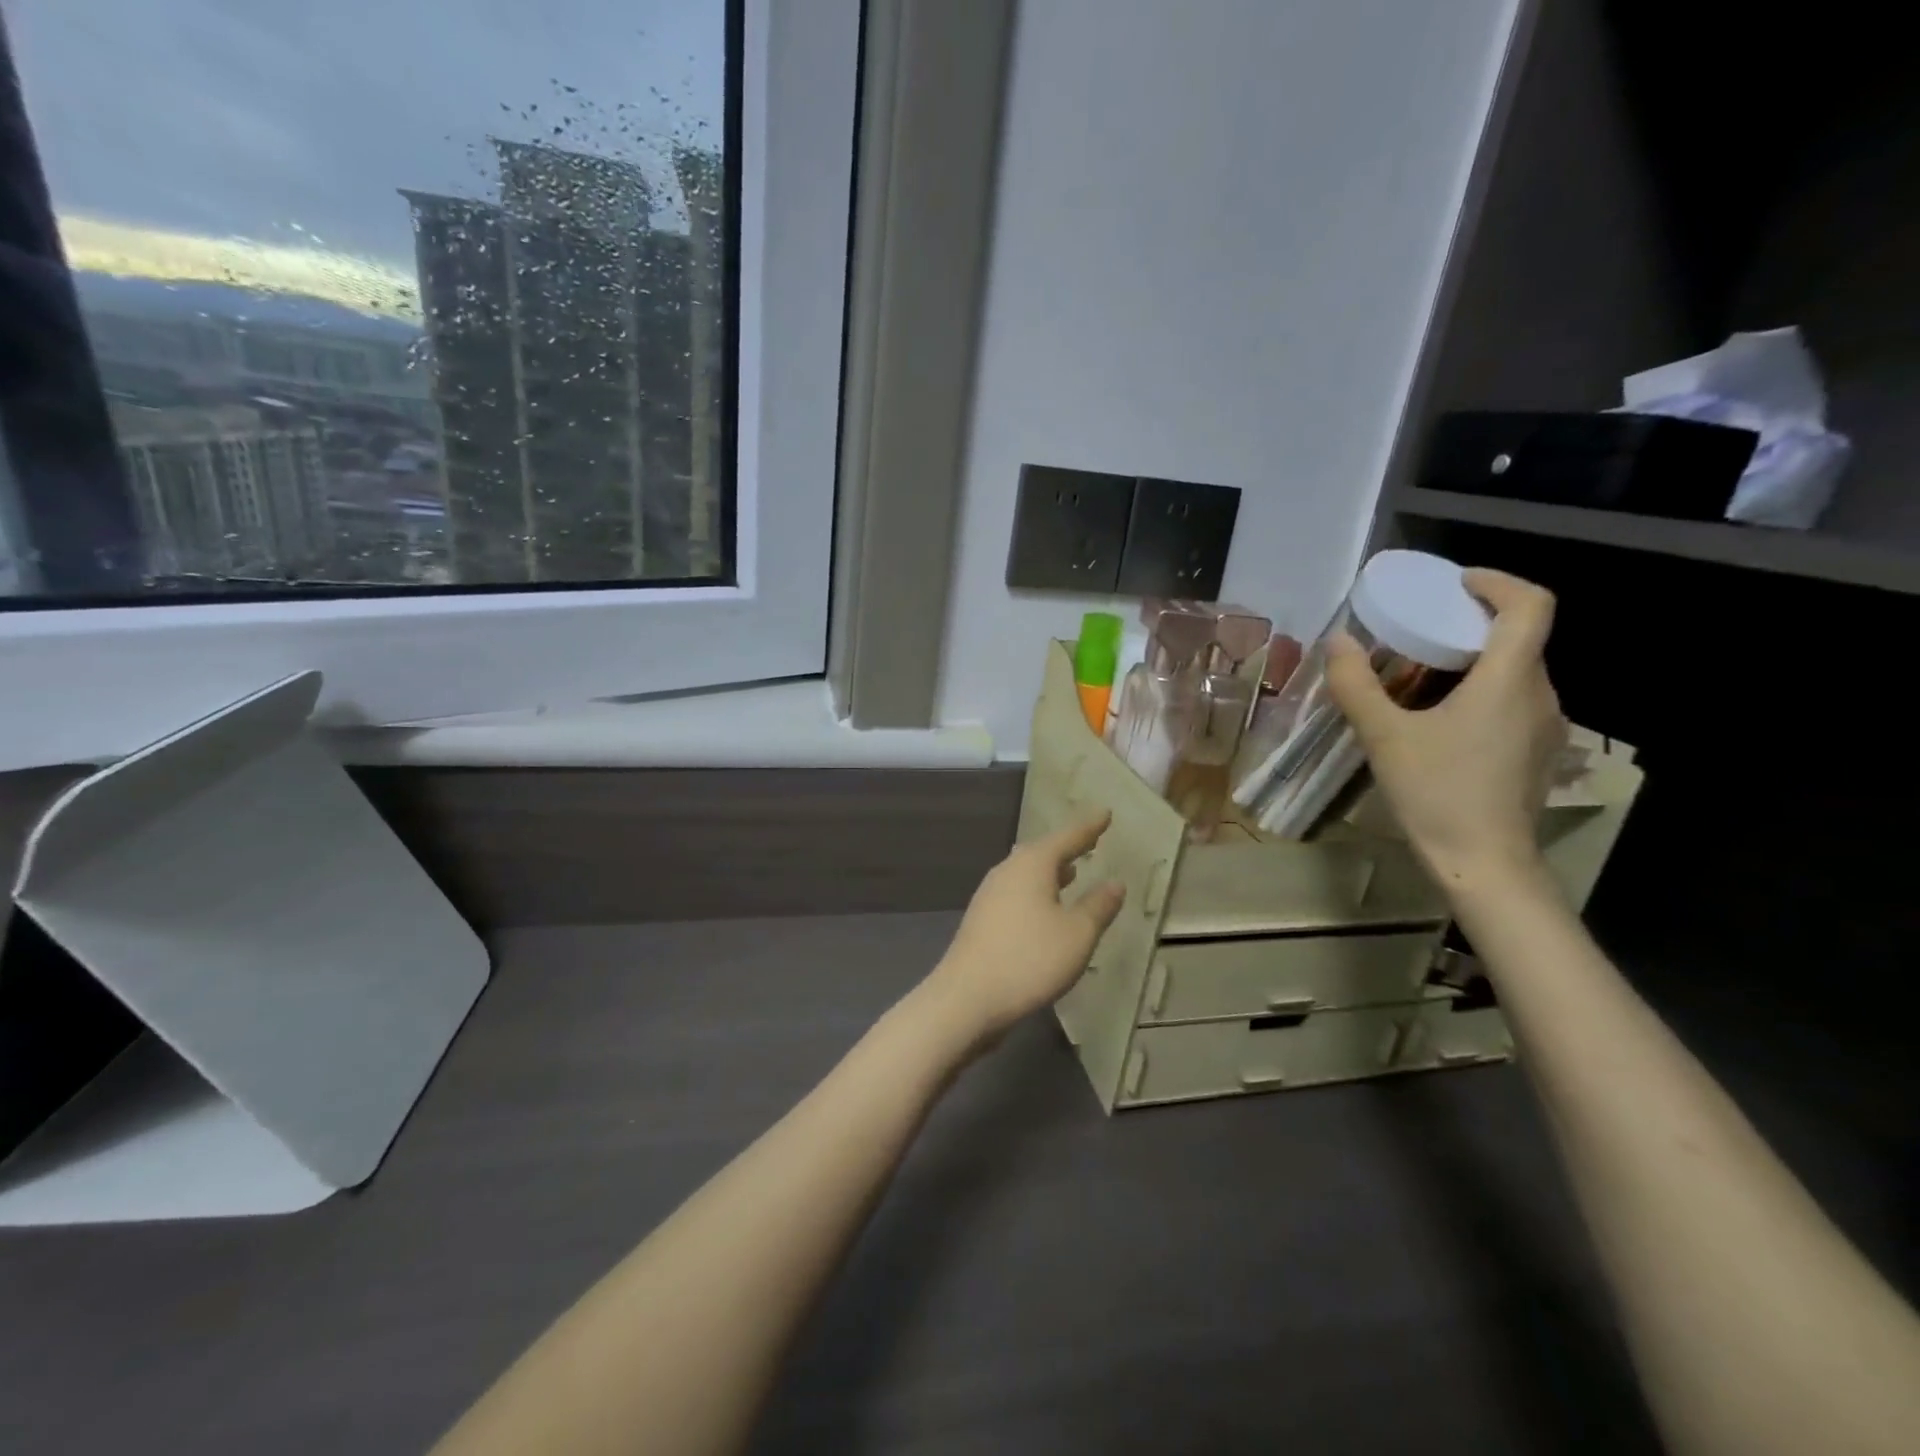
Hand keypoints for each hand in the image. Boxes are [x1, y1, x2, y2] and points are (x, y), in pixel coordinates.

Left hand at [922, 814, 1125, 1047]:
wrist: (966, 998)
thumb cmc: (1029, 960)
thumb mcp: (1077, 934)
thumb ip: (1098, 906)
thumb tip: (1115, 883)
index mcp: (1031, 865)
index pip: (1067, 837)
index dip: (1089, 827)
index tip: (1105, 813)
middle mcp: (1007, 871)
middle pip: (1042, 852)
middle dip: (1067, 847)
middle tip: (1089, 840)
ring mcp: (990, 896)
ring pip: (1026, 873)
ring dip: (1050, 871)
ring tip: (1071, 871)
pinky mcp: (982, 920)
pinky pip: (1017, 893)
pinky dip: (1037, 892)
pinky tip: (1045, 908)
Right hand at [1327, 568, 1566, 889]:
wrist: (1485, 864)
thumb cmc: (1437, 793)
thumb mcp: (1384, 737)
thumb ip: (1357, 685)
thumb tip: (1337, 642)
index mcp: (1510, 679)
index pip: (1530, 605)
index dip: (1497, 583)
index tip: (1455, 583)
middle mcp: (1540, 694)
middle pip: (1521, 636)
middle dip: (1473, 621)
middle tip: (1422, 628)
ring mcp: (1546, 726)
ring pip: (1517, 671)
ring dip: (1476, 659)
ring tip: (1423, 672)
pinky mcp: (1538, 751)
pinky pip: (1515, 701)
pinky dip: (1482, 689)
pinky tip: (1442, 717)